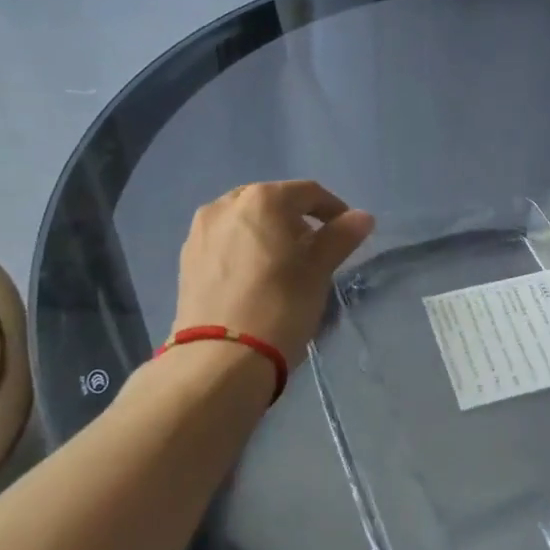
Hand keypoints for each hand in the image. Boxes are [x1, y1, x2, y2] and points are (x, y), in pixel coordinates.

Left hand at [171, 181, 374, 367]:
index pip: (309, 192)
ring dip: (269, 233)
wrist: (221, 357)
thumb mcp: (319, 270)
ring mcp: (201, 231)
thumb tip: (363, 217)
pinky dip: (245, 249)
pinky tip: (256, 276)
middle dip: (297, 220)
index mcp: (263, 199)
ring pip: (245, 221)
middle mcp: (226, 205)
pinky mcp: (187, 259)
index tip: (347, 233)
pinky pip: (225, 241)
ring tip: (285, 264)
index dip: (334, 209)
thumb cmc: (281, 305)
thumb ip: (341, 236)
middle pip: (273, 202)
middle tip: (316, 249)